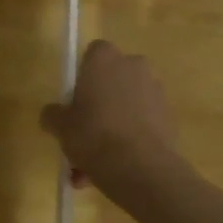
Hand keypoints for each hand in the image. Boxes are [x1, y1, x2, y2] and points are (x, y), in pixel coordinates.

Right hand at [40, 40, 181, 206]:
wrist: (140, 166)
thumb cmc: (94, 135)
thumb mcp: (61, 127)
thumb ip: (53, 115)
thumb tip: (52, 114)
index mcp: (105, 59)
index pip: (93, 53)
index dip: (83, 76)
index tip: (75, 102)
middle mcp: (134, 66)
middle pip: (112, 81)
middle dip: (100, 105)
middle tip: (84, 135)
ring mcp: (156, 90)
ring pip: (127, 107)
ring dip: (112, 129)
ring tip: (94, 167)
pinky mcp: (169, 115)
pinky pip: (142, 123)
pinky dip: (130, 140)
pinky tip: (115, 169)